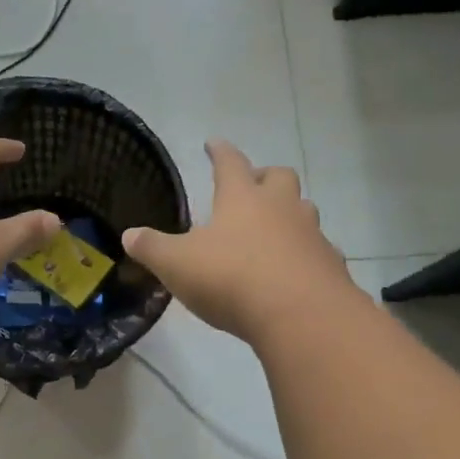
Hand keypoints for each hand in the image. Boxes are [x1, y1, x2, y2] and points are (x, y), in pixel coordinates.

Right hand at [123, 140, 353, 342]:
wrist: (301, 315)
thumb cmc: (231, 279)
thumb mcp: (177, 264)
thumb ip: (152, 248)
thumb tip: (128, 235)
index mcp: (242, 199)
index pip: (230, 163)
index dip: (219, 151)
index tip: (213, 143)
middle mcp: (280, 208)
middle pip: (279, 177)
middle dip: (264, 176)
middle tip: (251, 185)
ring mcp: (311, 235)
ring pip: (304, 209)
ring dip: (289, 212)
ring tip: (273, 228)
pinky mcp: (330, 265)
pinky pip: (319, 250)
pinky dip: (306, 253)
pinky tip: (294, 269)